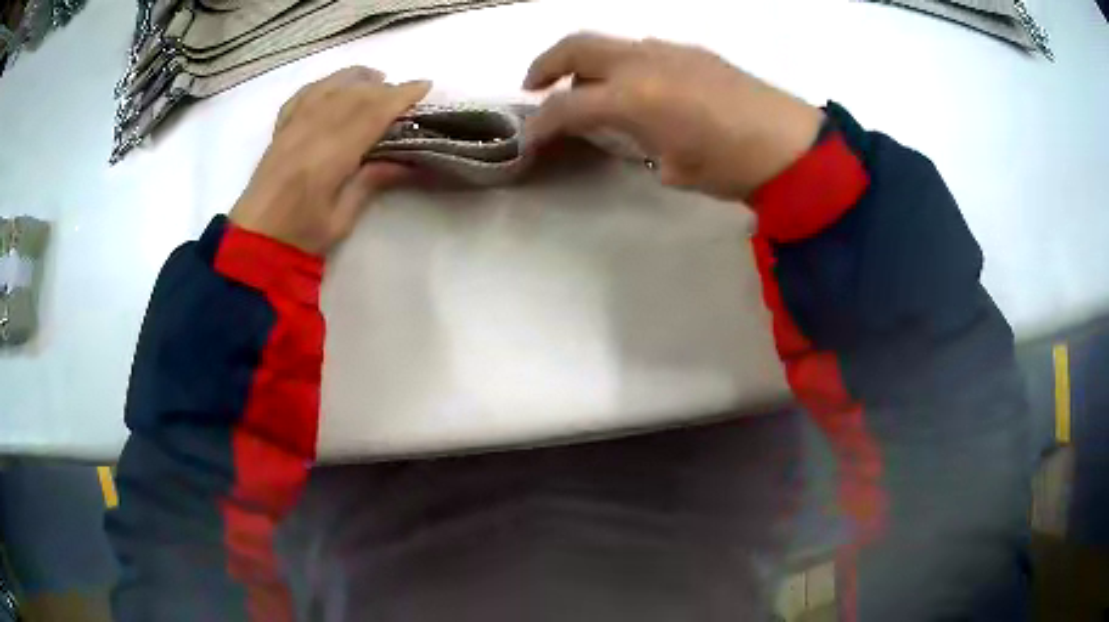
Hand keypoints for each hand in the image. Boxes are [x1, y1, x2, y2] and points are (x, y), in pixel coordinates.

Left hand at [230, 68, 430, 254]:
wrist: (252, 244)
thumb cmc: (298, 238)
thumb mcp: (341, 219)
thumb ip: (370, 182)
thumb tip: (407, 160)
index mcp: (329, 156)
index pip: (371, 113)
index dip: (401, 96)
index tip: (424, 86)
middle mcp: (310, 132)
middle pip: (353, 95)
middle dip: (385, 88)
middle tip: (406, 93)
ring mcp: (292, 127)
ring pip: (329, 87)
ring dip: (356, 78)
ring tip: (376, 79)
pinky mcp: (279, 131)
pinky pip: (303, 95)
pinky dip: (324, 84)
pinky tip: (335, 85)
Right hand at [523, 34, 823, 200]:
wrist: (791, 145)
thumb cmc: (731, 167)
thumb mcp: (674, 167)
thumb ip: (639, 143)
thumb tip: (630, 132)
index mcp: (632, 97)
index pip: (566, 106)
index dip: (541, 125)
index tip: (531, 141)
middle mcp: (642, 62)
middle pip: (575, 46)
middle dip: (544, 66)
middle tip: (534, 88)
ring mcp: (668, 50)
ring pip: (609, 43)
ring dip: (585, 62)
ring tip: (586, 89)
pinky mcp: (691, 50)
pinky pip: (641, 49)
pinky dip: (621, 63)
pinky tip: (637, 87)